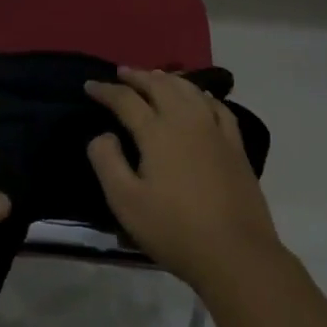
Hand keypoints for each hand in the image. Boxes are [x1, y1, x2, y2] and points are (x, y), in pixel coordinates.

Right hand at [85, 67, 279, 289]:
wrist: (236, 253)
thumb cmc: (174, 229)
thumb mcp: (126, 202)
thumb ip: (107, 162)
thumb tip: (102, 135)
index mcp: (157, 132)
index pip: (126, 100)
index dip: (106, 90)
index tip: (90, 85)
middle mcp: (186, 120)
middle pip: (159, 85)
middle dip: (137, 76)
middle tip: (121, 73)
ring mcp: (214, 130)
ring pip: (189, 89)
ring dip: (167, 79)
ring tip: (155, 77)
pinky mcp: (235, 145)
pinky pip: (217, 106)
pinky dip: (201, 95)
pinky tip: (199, 98)